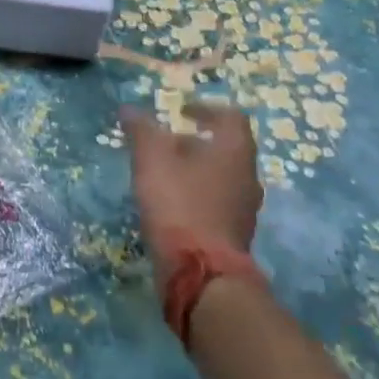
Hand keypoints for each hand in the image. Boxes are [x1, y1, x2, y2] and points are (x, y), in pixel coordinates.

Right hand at [124, 103, 263, 270]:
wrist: (202, 270)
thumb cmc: (179, 204)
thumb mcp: (152, 161)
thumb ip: (142, 131)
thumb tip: (130, 109)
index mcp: (234, 151)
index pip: (230, 116)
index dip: (206, 108)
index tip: (182, 111)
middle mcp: (248, 175)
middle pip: (226, 148)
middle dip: (195, 142)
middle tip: (165, 144)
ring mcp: (245, 207)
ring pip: (221, 176)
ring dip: (196, 170)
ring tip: (164, 175)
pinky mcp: (235, 232)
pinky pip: (217, 202)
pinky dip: (197, 195)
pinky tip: (172, 205)